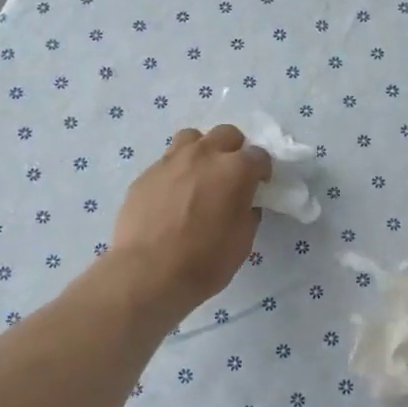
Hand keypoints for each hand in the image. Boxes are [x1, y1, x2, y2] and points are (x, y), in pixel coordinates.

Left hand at [108, 125, 271, 319]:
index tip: (259, 186)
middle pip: (226, 134)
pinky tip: (173, 197)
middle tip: (232, 176)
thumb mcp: (242, 241)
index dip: (262, 171)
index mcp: (234, 170)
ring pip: (192, 138)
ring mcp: (171, 161)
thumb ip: (247, 212)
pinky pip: (167, 162)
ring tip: (200, 177)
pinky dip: (177, 172)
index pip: (259, 155)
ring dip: (202, 151)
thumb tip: (244, 203)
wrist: (147, 272)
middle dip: (234, 150)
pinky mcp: (146, 174)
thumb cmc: (204, 261)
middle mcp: (203, 155)